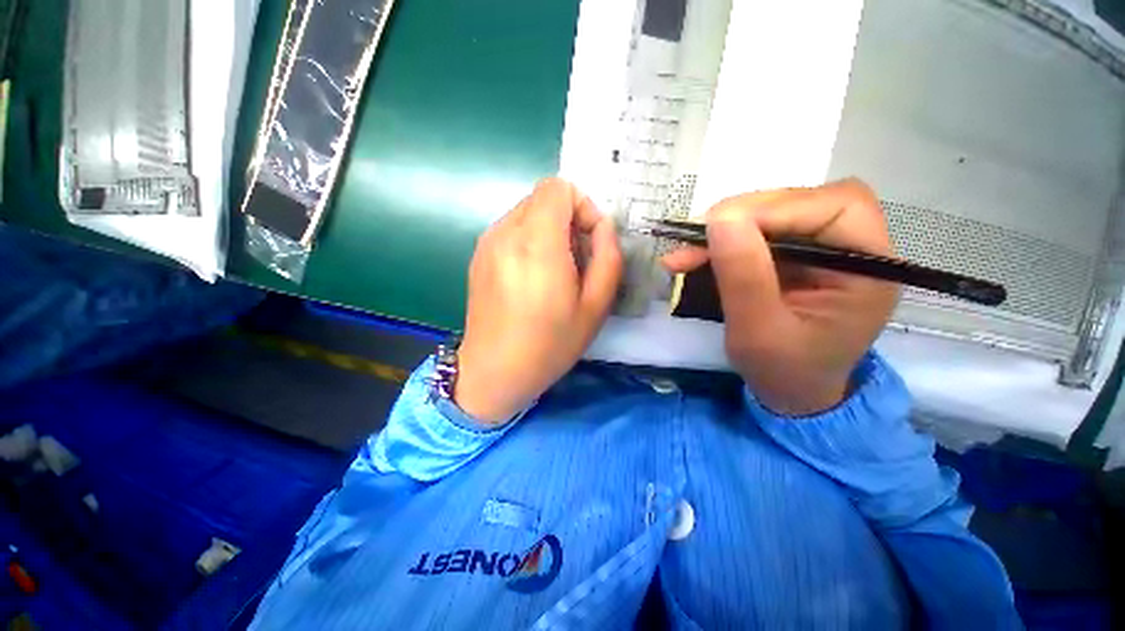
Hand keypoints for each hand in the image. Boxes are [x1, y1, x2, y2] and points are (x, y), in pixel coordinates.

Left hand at [455, 178, 623, 424]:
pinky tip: (532, 278)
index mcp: (536, 243)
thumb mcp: (596, 306)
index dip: (582, 206)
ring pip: (527, 212)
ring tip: (555, 271)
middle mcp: (505, 233)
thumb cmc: (550, 344)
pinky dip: (530, 240)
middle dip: (568, 219)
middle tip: (577, 259)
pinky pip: (511, 230)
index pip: (558, 188)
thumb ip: (608, 257)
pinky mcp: (479, 256)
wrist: (494, 371)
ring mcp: (487, 243)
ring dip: (549, 231)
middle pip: (543, 198)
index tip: (589, 240)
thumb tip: (602, 227)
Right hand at [663, 179, 898, 415]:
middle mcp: (853, 250)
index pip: (838, 207)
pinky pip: (757, 235)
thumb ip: (744, 277)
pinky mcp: (795, 257)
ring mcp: (821, 251)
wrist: (790, 392)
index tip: (719, 226)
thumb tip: (720, 219)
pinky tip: (693, 258)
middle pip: (804, 203)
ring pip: (775, 215)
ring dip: (726, 230)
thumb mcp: (758, 332)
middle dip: (745, 217)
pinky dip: (722, 243)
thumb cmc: (783, 372)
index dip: (778, 207)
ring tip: (686, 254)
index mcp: (868, 271)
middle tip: (696, 238)